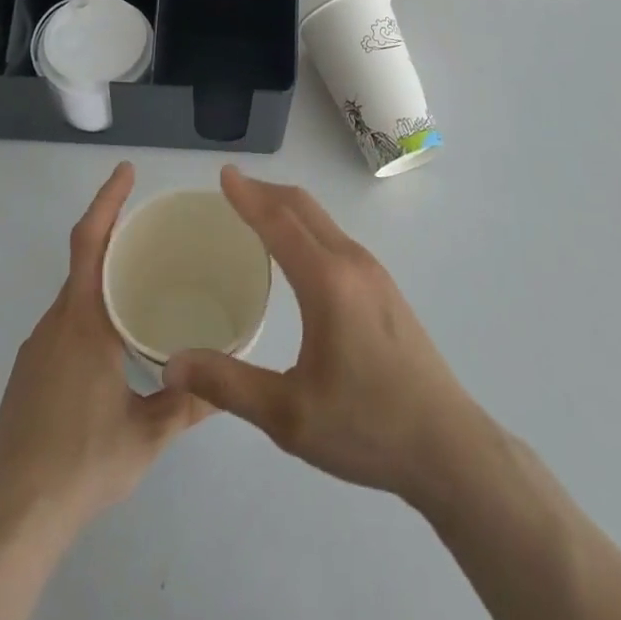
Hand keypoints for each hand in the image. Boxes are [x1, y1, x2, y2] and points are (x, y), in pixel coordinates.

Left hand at [0, 162, 208, 541]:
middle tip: (153, 231)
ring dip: (102, 279)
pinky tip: (112, 345)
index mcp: (83, 323)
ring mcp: (35, 350)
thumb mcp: (148, 435)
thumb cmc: (83, 464)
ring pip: (73, 297)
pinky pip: (63, 324)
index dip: (107, 201)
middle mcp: (55, 324)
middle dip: (113, 236)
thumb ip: (189, 402)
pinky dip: (89, 312)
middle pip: (82, 262)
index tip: (126, 170)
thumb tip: (228, 379)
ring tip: (142, 287)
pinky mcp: (26, 375)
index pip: (90, 242)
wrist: (12, 519)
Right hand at [163, 167, 485, 505]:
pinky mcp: (385, 287)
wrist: (449, 446)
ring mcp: (374, 272)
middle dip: (266, 191)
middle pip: (303, 208)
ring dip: (287, 207)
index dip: (248, 196)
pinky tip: (297, 252)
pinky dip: (306, 226)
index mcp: (327, 281)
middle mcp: (351, 262)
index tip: (224, 173)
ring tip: (257, 214)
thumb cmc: (366, 427)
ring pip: (322, 220)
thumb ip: (228, 385)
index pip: (278, 222)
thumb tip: (171, 366)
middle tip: (233, 187)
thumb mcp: (289, 416)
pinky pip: (336, 237)